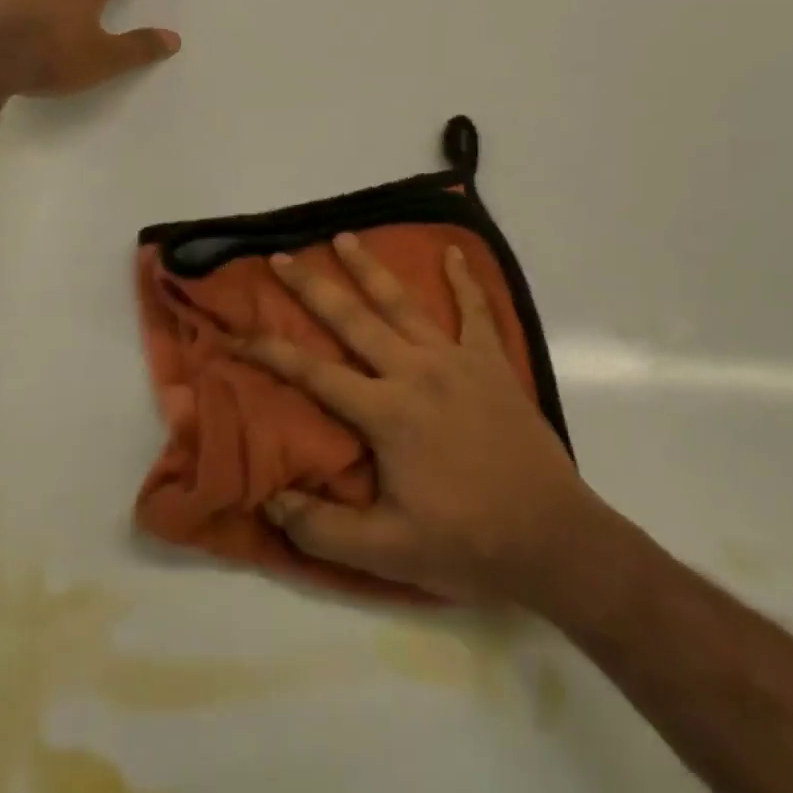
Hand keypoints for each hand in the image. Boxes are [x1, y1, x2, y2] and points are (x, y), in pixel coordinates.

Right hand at [241, 234, 607, 605]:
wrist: (554, 540)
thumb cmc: (468, 544)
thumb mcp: (388, 553)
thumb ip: (323, 529)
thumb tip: (271, 500)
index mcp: (387, 413)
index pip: (314, 373)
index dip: (271, 352)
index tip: (238, 332)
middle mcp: (415, 372)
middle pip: (353, 319)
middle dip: (312, 287)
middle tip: (281, 258)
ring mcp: (457, 361)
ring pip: (404, 303)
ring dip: (371, 269)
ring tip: (345, 238)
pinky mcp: (492, 363)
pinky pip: (476, 312)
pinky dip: (464, 281)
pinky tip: (455, 253)